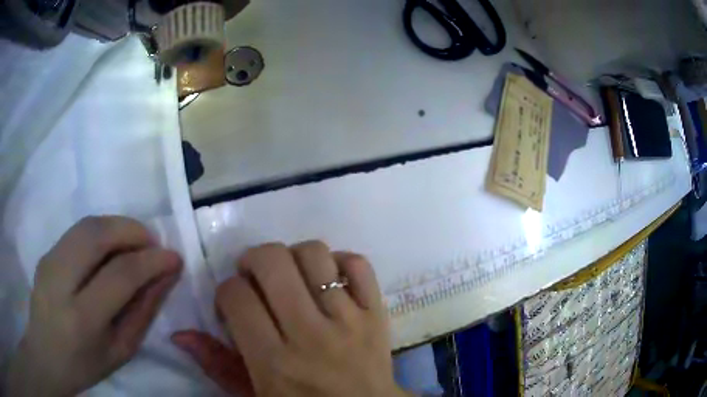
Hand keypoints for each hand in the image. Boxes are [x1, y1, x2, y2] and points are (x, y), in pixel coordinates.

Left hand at [6, 216, 182, 396]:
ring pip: (87, 224)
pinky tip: (110, 249)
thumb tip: (164, 276)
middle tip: (153, 243)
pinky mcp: (46, 252)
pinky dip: (101, 231)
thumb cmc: (85, 365)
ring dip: (117, 226)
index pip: (120, 275)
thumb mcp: (120, 350)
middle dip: (132, 231)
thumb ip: (142, 311)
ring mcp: (49, 261)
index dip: (151, 261)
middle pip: (98, 234)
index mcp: (82, 319)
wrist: (45, 355)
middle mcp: (60, 281)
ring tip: (135, 243)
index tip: (174, 257)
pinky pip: (77, 231)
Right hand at [172, 241, 406, 396]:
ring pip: (314, 255)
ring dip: (294, 256)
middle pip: (273, 262)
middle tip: (255, 278)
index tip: (233, 304)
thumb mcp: (253, 395)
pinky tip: (328, 279)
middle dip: (254, 260)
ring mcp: (350, 320)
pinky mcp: (377, 312)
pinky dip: (339, 261)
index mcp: (274, 362)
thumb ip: (216, 365)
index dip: (227, 291)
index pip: (236, 296)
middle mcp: (311, 335)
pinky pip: (358, 264)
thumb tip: (180, 334)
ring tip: (291, 276)